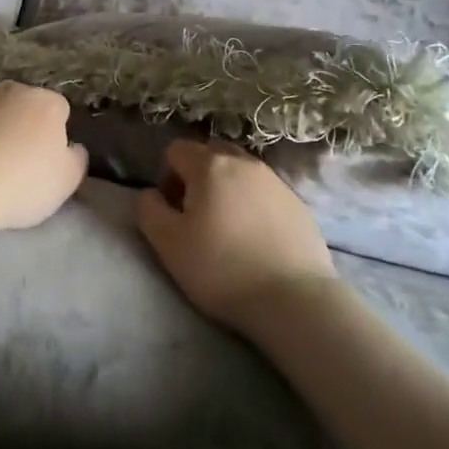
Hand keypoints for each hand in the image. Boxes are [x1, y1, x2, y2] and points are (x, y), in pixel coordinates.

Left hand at [0, 82, 87, 232]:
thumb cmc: (23, 183)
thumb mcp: (67, 180)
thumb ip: (76, 158)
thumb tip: (72, 146)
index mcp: (44, 101)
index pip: (58, 108)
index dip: (55, 133)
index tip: (46, 158)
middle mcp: (9, 90)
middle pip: (21, 104)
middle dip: (21, 124)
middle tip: (15, 161)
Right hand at [136, 139, 337, 332]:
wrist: (294, 300)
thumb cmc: (222, 268)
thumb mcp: (168, 244)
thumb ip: (149, 210)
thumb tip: (151, 194)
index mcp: (209, 165)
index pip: (176, 149)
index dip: (167, 176)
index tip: (173, 209)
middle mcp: (244, 162)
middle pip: (211, 152)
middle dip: (198, 174)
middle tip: (197, 213)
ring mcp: (276, 181)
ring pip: (241, 169)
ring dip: (228, 187)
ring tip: (228, 226)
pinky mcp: (299, 204)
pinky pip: (266, 191)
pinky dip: (254, 203)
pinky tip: (256, 238)